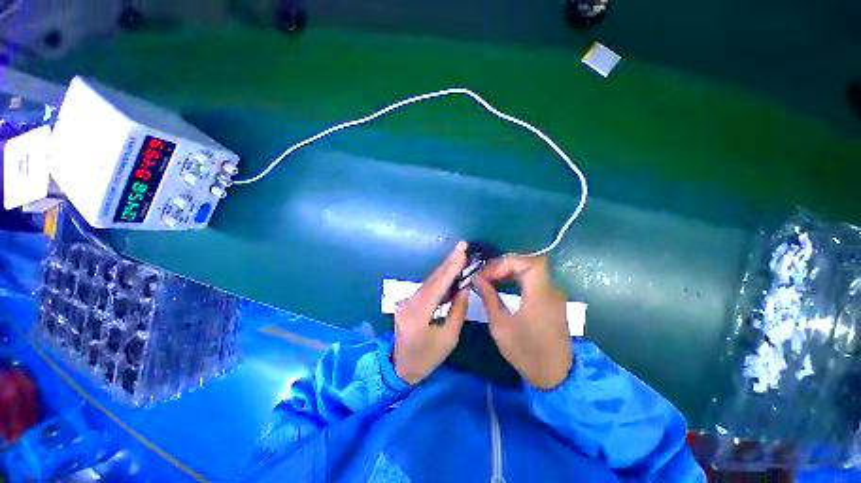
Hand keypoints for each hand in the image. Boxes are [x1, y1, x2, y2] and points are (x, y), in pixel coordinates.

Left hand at [393, 242, 469, 384]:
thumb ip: (458, 310)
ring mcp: (407, 300)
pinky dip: (440, 278)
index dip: (451, 268)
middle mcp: (410, 302)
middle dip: (448, 261)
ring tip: (459, 254)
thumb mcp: (448, 338)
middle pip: (432, 278)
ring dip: (445, 268)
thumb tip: (464, 288)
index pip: (438, 286)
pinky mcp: (409, 301)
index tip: (462, 253)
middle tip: (462, 245)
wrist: (401, 367)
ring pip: (429, 281)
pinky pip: (427, 287)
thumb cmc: (427, 357)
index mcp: (418, 313)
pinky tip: (450, 270)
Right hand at [474, 255, 572, 388]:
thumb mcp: (500, 326)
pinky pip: (533, 279)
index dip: (507, 262)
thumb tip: (477, 279)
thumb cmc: (526, 352)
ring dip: (509, 269)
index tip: (488, 274)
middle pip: (529, 262)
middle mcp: (551, 290)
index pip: (529, 263)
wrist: (554, 375)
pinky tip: (502, 284)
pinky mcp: (551, 300)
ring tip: (490, 279)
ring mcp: (553, 294)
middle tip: (486, 275)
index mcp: (540, 296)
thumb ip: (489, 298)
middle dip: (504, 265)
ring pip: (530, 269)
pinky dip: (516, 277)